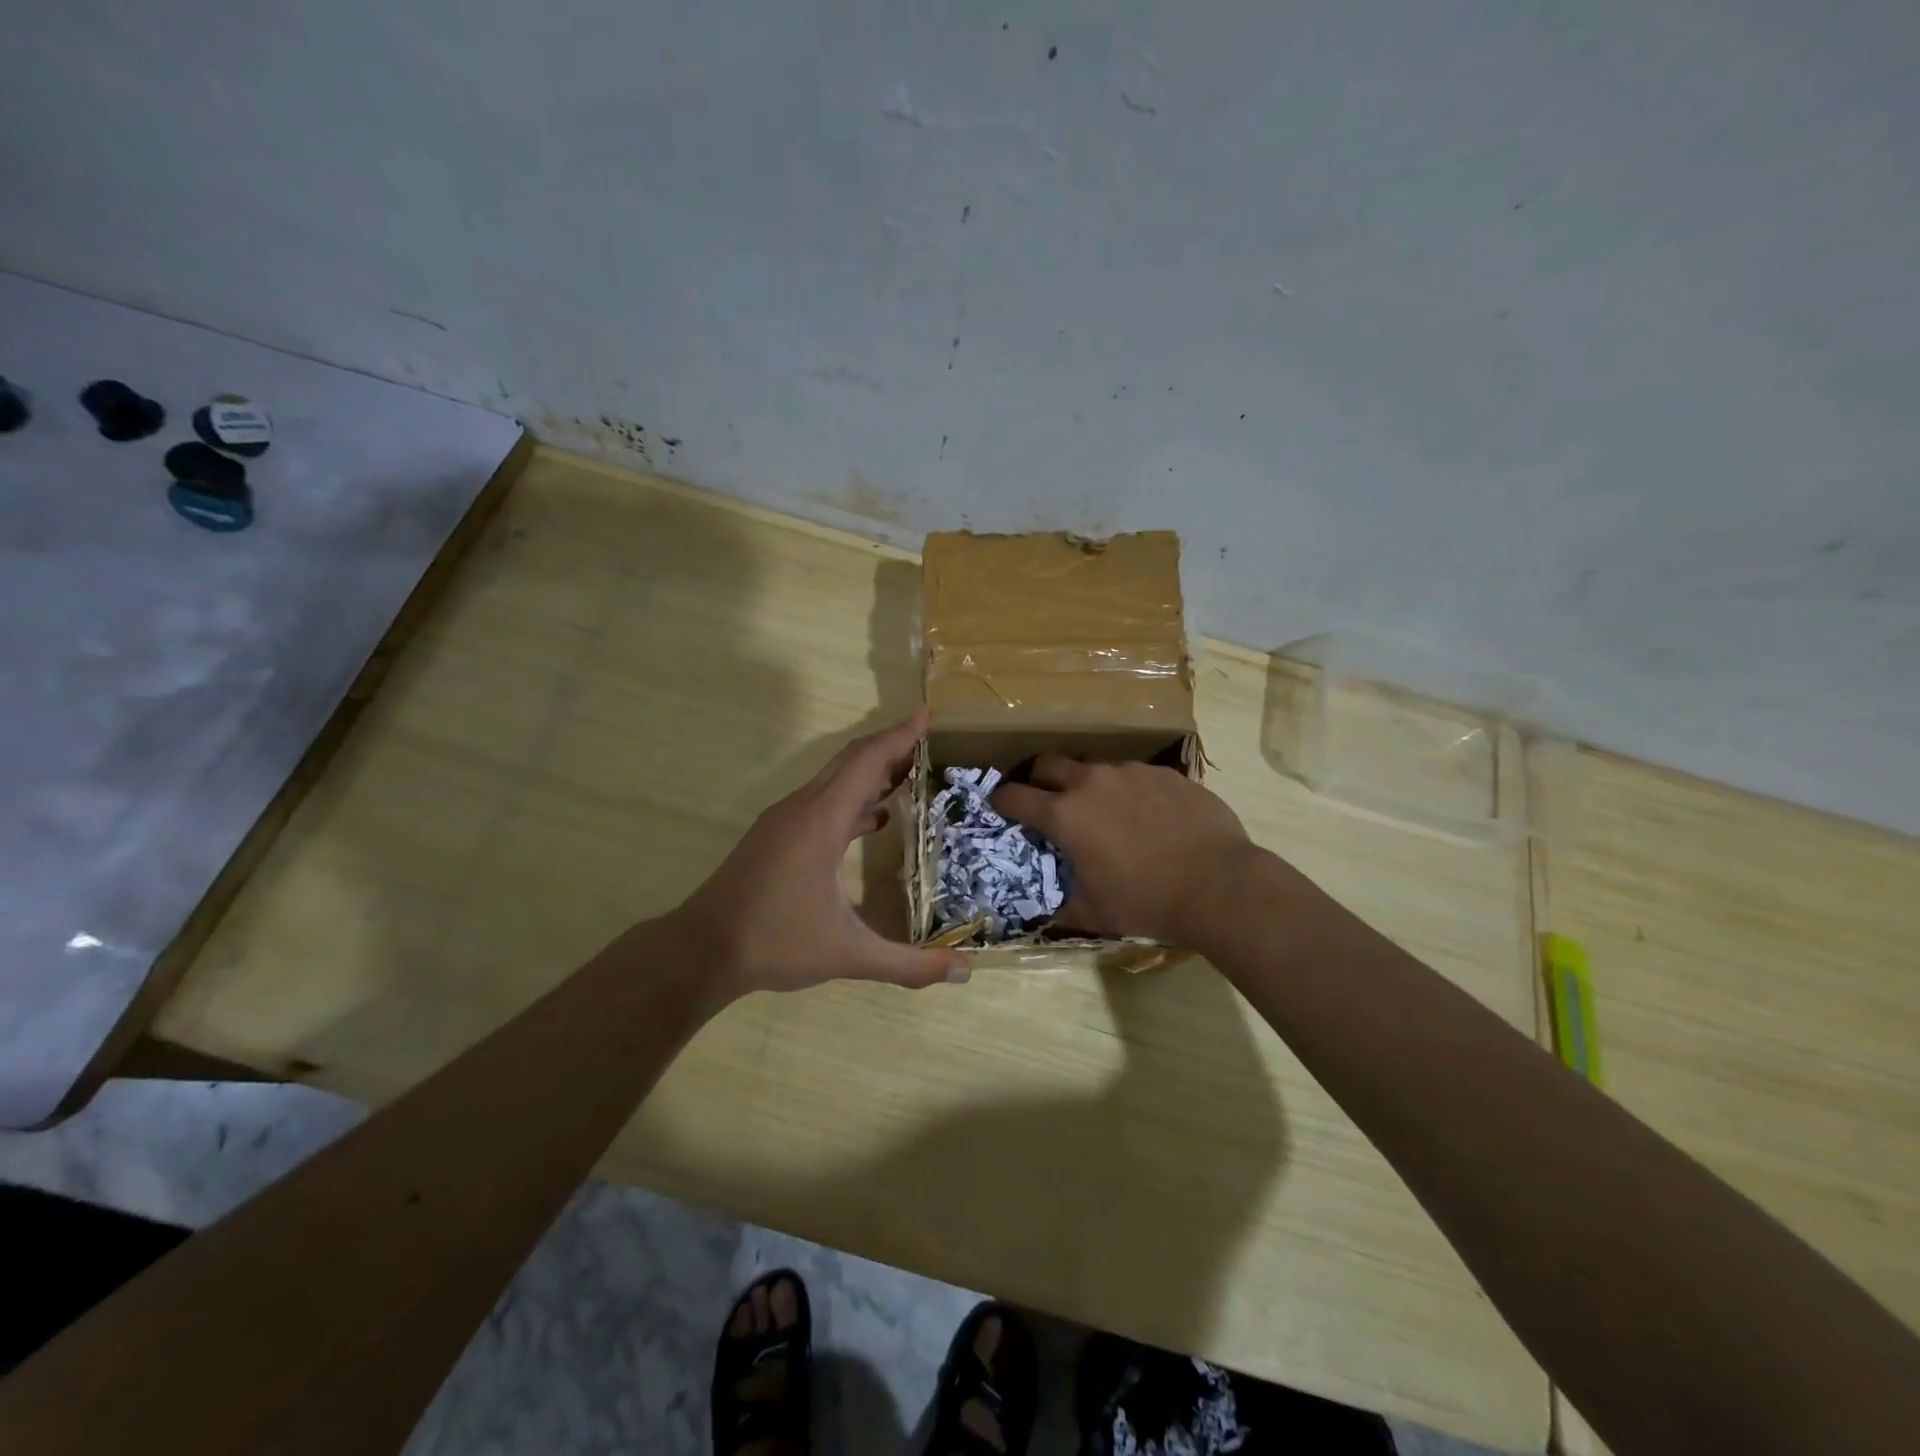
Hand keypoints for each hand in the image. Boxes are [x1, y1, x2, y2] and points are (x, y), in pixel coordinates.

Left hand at [674, 710, 967, 998]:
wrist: (701, 950)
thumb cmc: (775, 942)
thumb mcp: (848, 954)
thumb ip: (908, 964)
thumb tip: (964, 972)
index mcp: (822, 821)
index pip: (866, 761)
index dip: (899, 736)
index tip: (926, 715)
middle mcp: (802, 809)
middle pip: (851, 761)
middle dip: (890, 746)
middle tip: (928, 741)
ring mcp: (785, 821)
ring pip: (834, 780)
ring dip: (871, 772)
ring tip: (910, 775)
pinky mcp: (775, 836)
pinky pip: (822, 801)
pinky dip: (852, 799)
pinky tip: (875, 820)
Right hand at [992, 757, 1259, 946]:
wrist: (1220, 886)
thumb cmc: (1147, 902)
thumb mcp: (1095, 914)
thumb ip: (1062, 907)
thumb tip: (1042, 915)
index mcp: (1066, 815)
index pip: (1015, 796)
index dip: (1001, 801)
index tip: (1001, 807)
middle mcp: (1092, 782)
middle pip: (1048, 764)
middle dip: (1037, 779)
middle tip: (1044, 799)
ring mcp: (1130, 772)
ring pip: (1092, 765)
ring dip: (1084, 782)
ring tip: (1099, 807)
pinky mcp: (1164, 773)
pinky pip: (1132, 773)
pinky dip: (1125, 789)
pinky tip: (1143, 813)